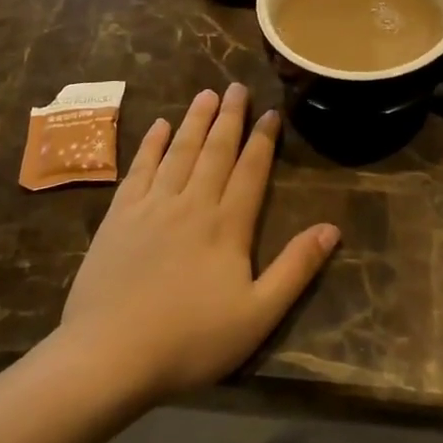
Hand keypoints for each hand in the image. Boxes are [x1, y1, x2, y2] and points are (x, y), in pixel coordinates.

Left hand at [59, 84, 338, 403]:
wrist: (109, 355)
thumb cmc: (190, 341)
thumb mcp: (257, 315)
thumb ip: (295, 269)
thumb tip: (332, 228)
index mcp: (227, 226)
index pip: (251, 171)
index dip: (263, 140)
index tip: (271, 112)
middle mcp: (192, 204)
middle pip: (215, 151)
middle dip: (230, 117)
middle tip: (237, 86)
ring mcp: (152, 206)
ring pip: (179, 152)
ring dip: (195, 121)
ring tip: (206, 94)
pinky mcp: (119, 216)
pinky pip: (139, 169)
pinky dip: (151, 145)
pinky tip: (159, 126)